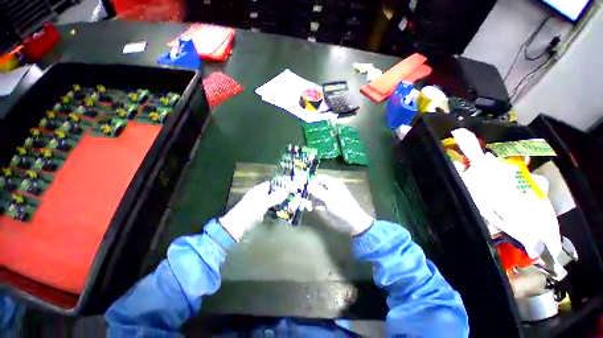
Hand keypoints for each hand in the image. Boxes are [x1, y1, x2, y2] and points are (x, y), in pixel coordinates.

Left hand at [219, 181, 287, 240]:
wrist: (237, 227)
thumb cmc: (250, 211)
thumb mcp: (264, 203)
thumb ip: (276, 197)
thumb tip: (287, 190)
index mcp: (259, 190)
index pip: (272, 184)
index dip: (281, 184)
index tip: (291, 186)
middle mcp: (259, 196)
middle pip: (273, 192)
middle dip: (282, 194)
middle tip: (293, 196)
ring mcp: (260, 205)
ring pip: (273, 201)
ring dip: (281, 202)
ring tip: (292, 204)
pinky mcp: (260, 213)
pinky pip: (271, 209)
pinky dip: (277, 209)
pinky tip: (284, 212)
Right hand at [308, 174, 373, 235]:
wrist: (351, 223)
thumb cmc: (342, 207)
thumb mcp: (329, 198)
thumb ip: (318, 191)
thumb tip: (308, 186)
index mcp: (332, 183)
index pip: (319, 178)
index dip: (312, 182)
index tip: (307, 190)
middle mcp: (328, 188)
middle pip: (315, 186)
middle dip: (310, 192)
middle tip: (307, 197)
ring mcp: (326, 197)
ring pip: (314, 195)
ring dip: (310, 199)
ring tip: (309, 205)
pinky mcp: (324, 206)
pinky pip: (315, 203)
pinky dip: (313, 205)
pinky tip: (311, 209)